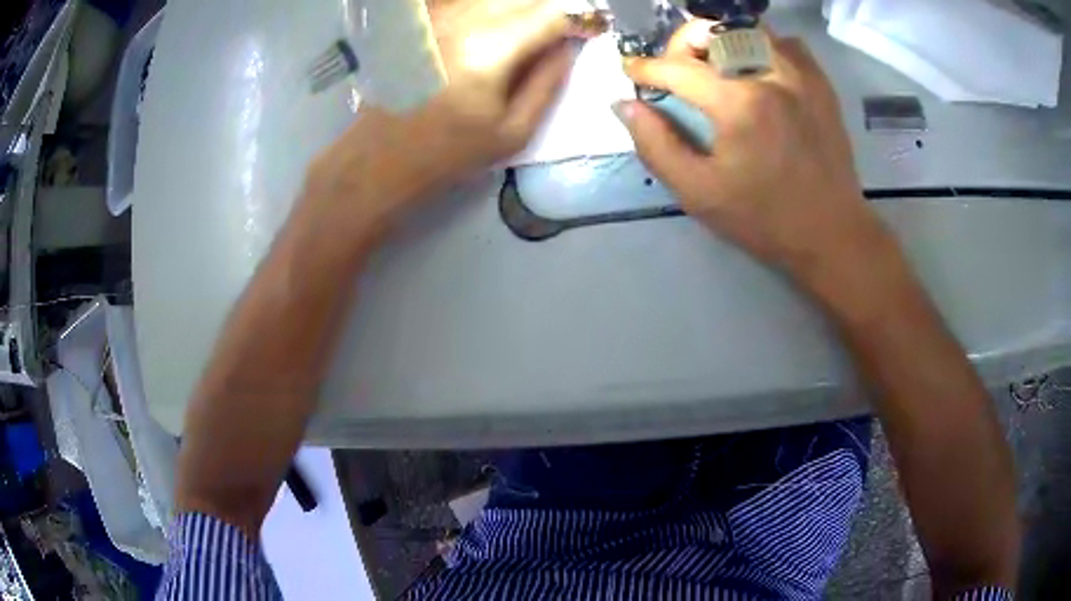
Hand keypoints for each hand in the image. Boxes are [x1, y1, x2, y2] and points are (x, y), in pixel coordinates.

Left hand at [303, 0, 589, 238]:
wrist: (382, 156)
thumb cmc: (449, 153)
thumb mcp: (513, 131)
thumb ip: (549, 82)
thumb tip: (569, 46)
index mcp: (489, 51)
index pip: (551, 15)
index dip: (577, 21)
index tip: (587, 34)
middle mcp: (462, 21)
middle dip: (551, 12)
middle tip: (558, 35)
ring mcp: (437, 16)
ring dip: (521, 9)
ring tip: (526, 37)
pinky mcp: (422, 20)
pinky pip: (468, 2)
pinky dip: (491, 10)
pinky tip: (495, 32)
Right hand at [614, 21, 893, 288]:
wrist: (831, 233)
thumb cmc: (764, 219)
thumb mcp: (698, 193)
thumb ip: (655, 146)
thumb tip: (624, 105)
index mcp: (738, 104)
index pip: (678, 68)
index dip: (646, 67)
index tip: (631, 70)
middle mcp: (770, 76)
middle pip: (714, 31)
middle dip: (683, 43)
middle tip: (674, 67)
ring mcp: (801, 77)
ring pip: (750, 30)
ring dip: (723, 39)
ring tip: (714, 64)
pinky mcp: (821, 85)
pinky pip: (787, 44)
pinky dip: (764, 46)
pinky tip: (757, 70)